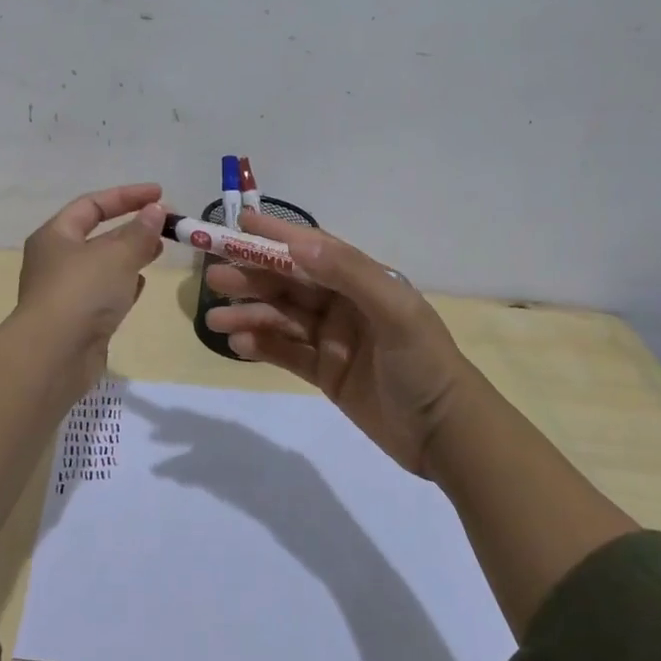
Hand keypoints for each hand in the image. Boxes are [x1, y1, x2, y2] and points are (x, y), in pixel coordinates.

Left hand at [16, 183, 166, 388]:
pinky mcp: (78, 320)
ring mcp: (66, 292)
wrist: (53, 356)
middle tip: (165, 224)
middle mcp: (56, 260)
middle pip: (97, 234)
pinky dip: (124, 285)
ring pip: (103, 265)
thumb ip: (140, 232)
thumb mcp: (117, 255)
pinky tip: (142, 284)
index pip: (92, 204)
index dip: (127, 196)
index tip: (160, 194)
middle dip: (132, 226)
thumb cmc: (82, 293)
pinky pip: (104, 293)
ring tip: (160, 250)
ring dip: (130, 255)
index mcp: (55, 235)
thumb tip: (157, 211)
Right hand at [202, 211, 474, 475]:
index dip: (277, 237)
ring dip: (249, 315)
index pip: (313, 250)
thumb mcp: (395, 312)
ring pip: (282, 318)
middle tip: (214, 278)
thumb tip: (300, 241)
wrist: (447, 435)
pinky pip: (287, 353)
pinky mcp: (326, 373)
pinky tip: (238, 346)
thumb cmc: (424, 364)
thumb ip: (349, 273)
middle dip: (252, 278)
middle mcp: (345, 305)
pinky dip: (262, 346)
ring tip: (214, 321)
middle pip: (290, 283)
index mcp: (363, 282)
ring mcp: (334, 340)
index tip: (239, 224)